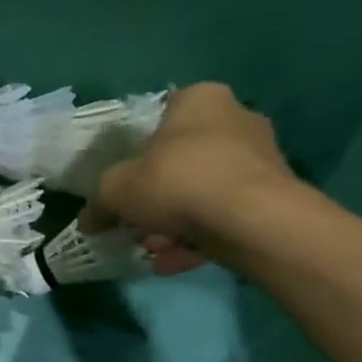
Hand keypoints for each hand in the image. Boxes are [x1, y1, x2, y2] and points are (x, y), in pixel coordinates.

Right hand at [87, 83, 303, 273]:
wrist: (251, 220)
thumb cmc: (177, 182)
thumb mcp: (115, 190)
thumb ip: (98, 202)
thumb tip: (88, 220)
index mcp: (198, 100)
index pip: (160, 118)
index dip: (137, 155)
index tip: (126, 186)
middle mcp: (236, 118)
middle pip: (182, 160)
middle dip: (156, 197)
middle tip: (137, 225)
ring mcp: (260, 156)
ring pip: (203, 191)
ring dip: (174, 222)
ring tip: (154, 249)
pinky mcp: (274, 194)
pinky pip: (224, 214)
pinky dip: (199, 236)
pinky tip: (174, 261)